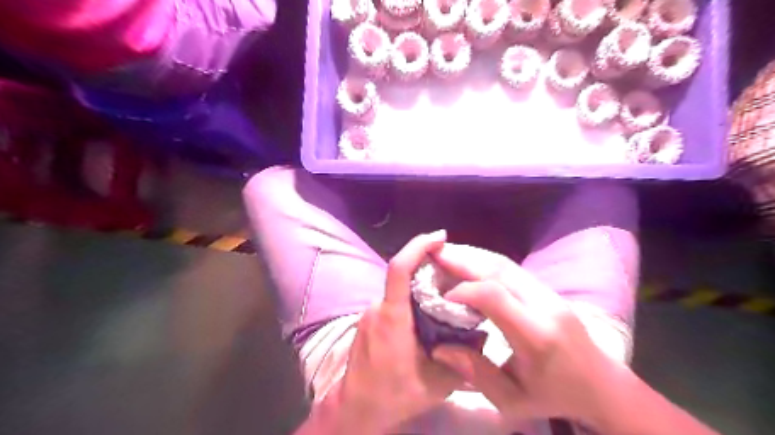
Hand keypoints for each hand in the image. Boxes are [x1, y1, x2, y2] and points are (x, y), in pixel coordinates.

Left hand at [335, 231, 492, 430]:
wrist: (354, 409)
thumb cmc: (393, 395)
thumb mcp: (436, 384)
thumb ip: (461, 359)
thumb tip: (483, 336)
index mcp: (393, 317)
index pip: (399, 268)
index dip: (417, 247)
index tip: (439, 237)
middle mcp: (378, 308)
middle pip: (402, 276)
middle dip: (428, 269)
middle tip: (455, 274)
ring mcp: (370, 313)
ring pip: (399, 291)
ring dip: (419, 288)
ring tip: (445, 297)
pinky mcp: (368, 321)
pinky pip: (392, 302)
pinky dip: (409, 301)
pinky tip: (425, 317)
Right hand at [430, 242, 629, 426]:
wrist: (601, 385)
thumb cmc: (554, 396)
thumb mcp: (512, 401)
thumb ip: (475, 373)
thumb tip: (439, 347)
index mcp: (536, 336)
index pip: (495, 297)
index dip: (463, 291)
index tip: (441, 297)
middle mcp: (543, 306)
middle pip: (499, 270)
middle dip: (463, 259)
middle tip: (434, 253)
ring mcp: (548, 293)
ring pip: (505, 264)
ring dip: (472, 256)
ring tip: (445, 252)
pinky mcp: (546, 289)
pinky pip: (510, 268)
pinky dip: (484, 262)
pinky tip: (468, 262)